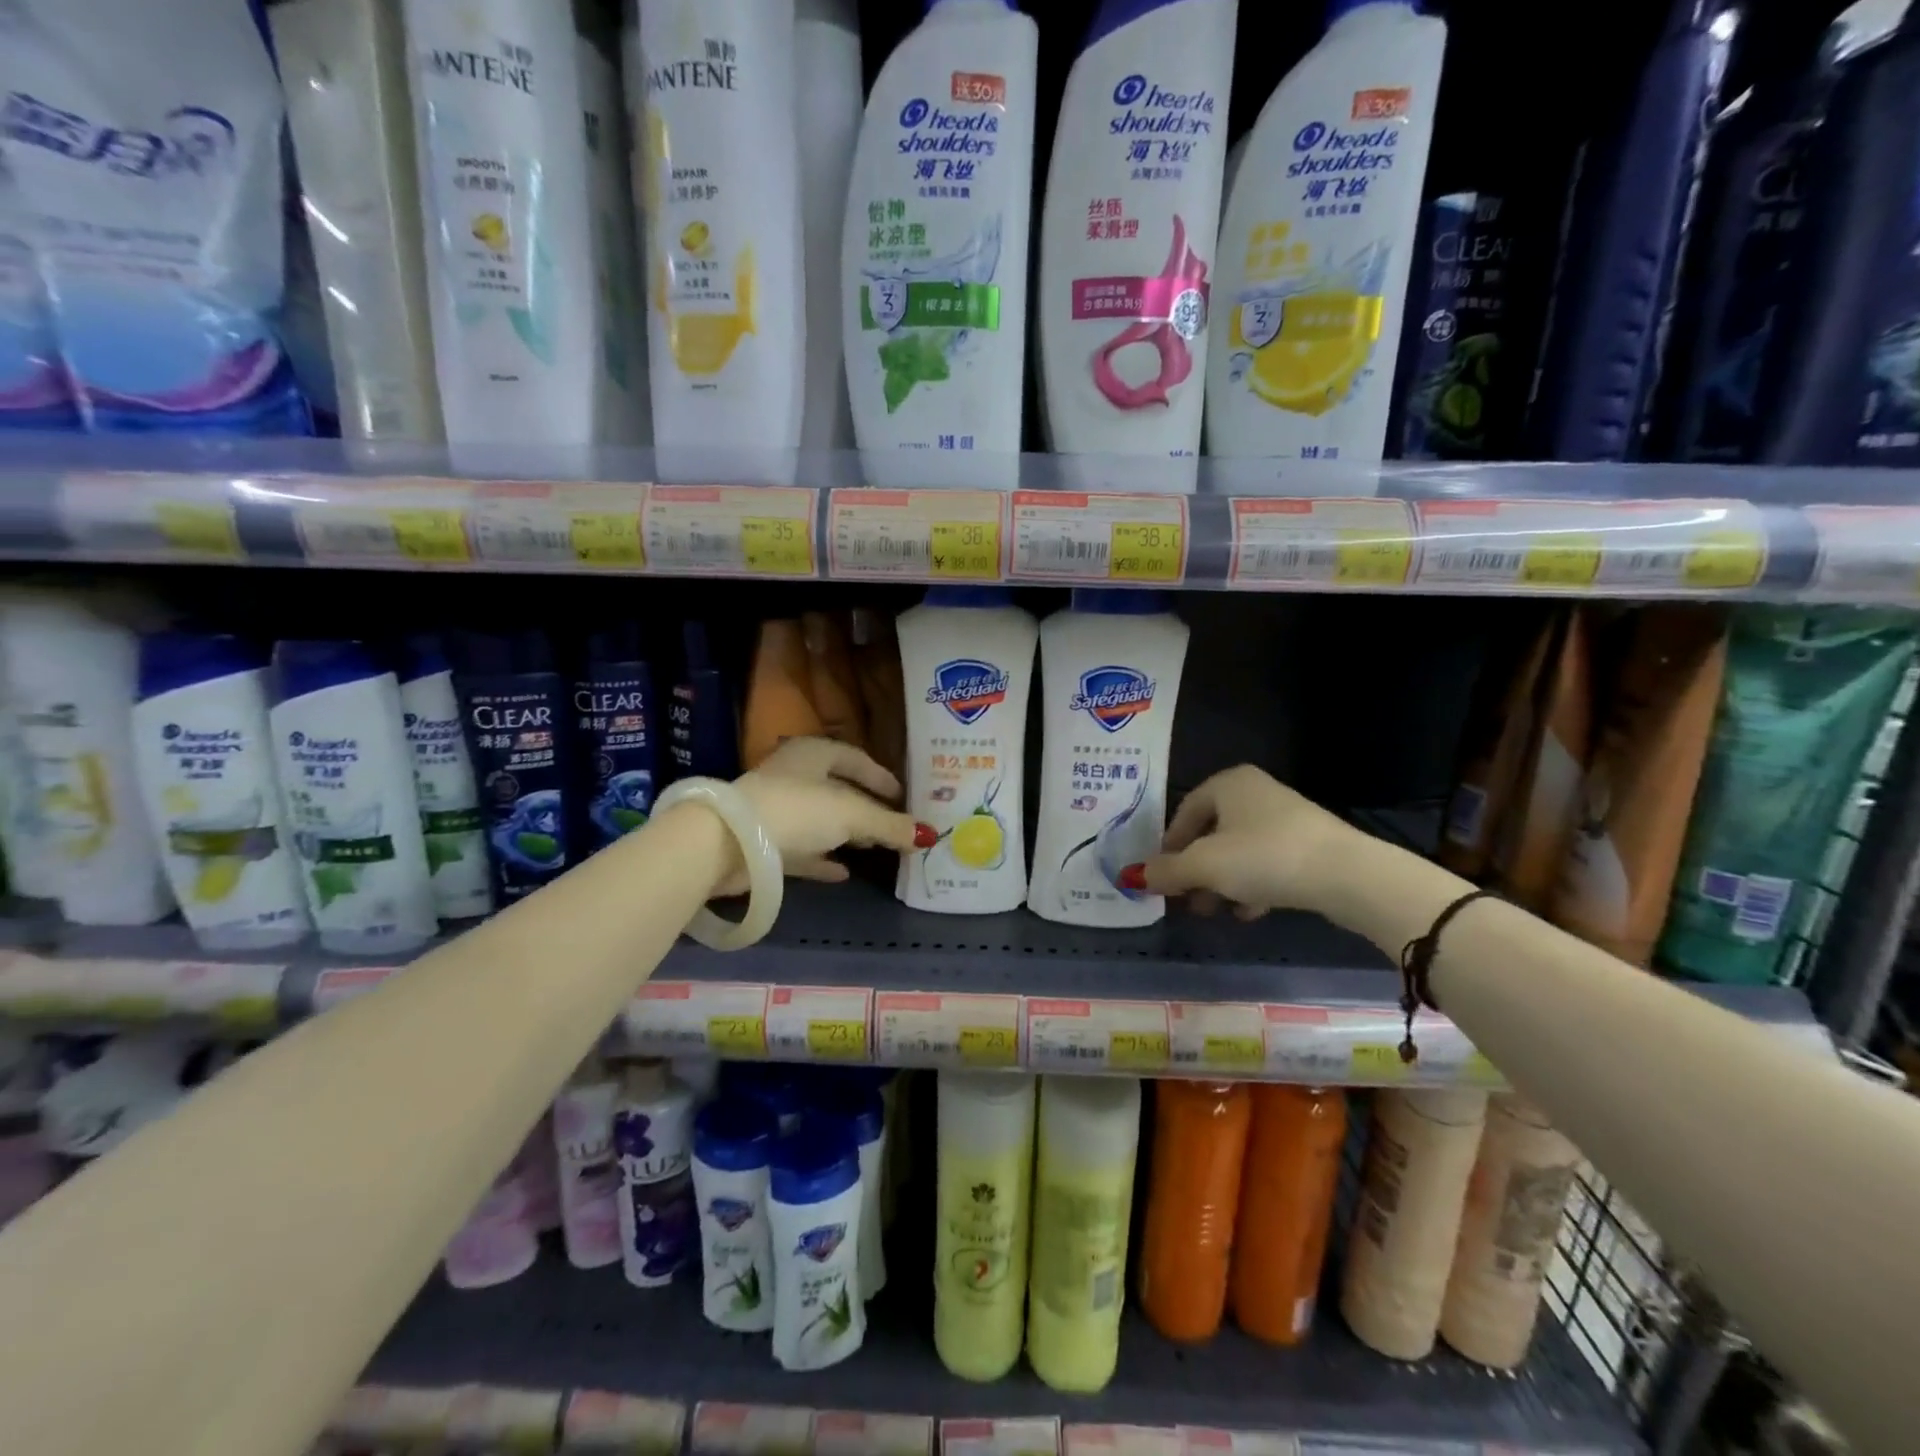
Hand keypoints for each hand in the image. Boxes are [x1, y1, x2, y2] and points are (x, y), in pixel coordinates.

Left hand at [723, 737, 929, 893]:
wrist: (729, 842)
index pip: (855, 758)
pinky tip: (843, 873)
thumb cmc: (797, 810)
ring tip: (872, 847)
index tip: (902, 795)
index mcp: (813, 753)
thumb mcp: (852, 815)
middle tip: (891, 824)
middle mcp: (793, 775)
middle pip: (837, 789)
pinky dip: (823, 858)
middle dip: (865, 807)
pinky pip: (802, 848)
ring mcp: (776, 808)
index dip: (880, 776)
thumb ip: (889, 825)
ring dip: (845, 832)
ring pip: (819, 819)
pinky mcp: (764, 842)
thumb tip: (928, 835)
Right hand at [1128, 765, 1354, 919]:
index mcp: (1228, 783)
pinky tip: (1247, 912)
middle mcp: (1255, 792)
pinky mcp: (1308, 845)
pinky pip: (1266, 862)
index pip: (1183, 812)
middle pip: (1210, 832)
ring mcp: (1285, 818)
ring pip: (1238, 850)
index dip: (1168, 846)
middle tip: (1184, 898)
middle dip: (1194, 868)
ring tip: (1212, 910)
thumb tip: (1131, 876)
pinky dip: (1251, 884)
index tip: (1161, 876)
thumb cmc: (1264, 857)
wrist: (1347, 875)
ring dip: (1220, 881)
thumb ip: (1166, 871)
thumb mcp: (1204, 866)